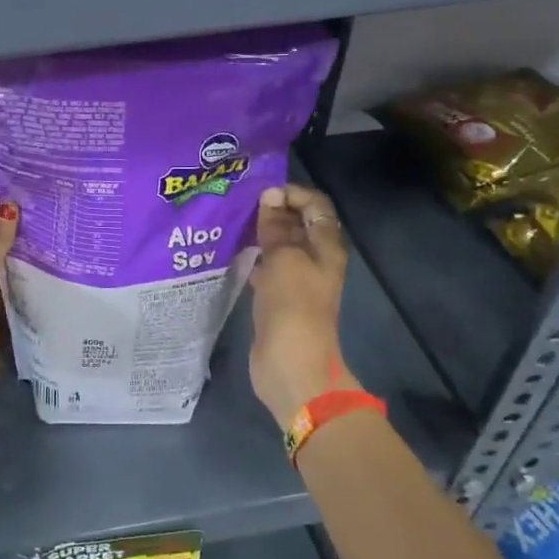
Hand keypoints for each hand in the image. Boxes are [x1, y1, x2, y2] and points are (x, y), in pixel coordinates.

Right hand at [249, 184, 356, 427]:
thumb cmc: (293, 307)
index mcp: (327, 247)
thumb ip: (276, 227)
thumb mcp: (284, 260)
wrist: (292, 365)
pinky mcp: (278, 299)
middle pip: (298, 224)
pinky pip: (267, 269)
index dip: (292, 193)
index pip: (316, 205)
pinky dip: (253, 258)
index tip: (260, 193)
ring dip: (260, 234)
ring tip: (231, 223)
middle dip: (272, 211)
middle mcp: (315, 260)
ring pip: (280, 247)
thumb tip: (270, 195)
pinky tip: (231, 254)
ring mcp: (297, 281)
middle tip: (239, 204)